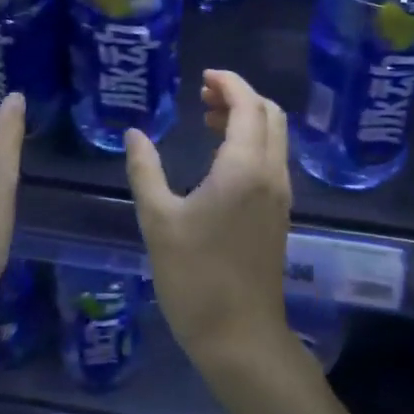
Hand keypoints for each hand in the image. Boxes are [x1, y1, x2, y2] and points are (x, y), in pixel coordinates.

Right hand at [124, 69, 292, 373]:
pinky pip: (272, 159)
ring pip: (274, 137)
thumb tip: (134, 133)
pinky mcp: (279, 214)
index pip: (248, 105)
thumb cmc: (194, 277)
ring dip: (247, 119)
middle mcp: (271, 174)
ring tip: (208, 119)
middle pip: (270, 115)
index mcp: (244, 169)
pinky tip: (220, 158)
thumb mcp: (158, 220)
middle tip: (203, 96)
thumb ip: (145, 170)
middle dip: (240, 96)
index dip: (229, 83)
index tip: (203, 77)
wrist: (240, 337)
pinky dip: (251, 142)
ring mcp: (280, 196)